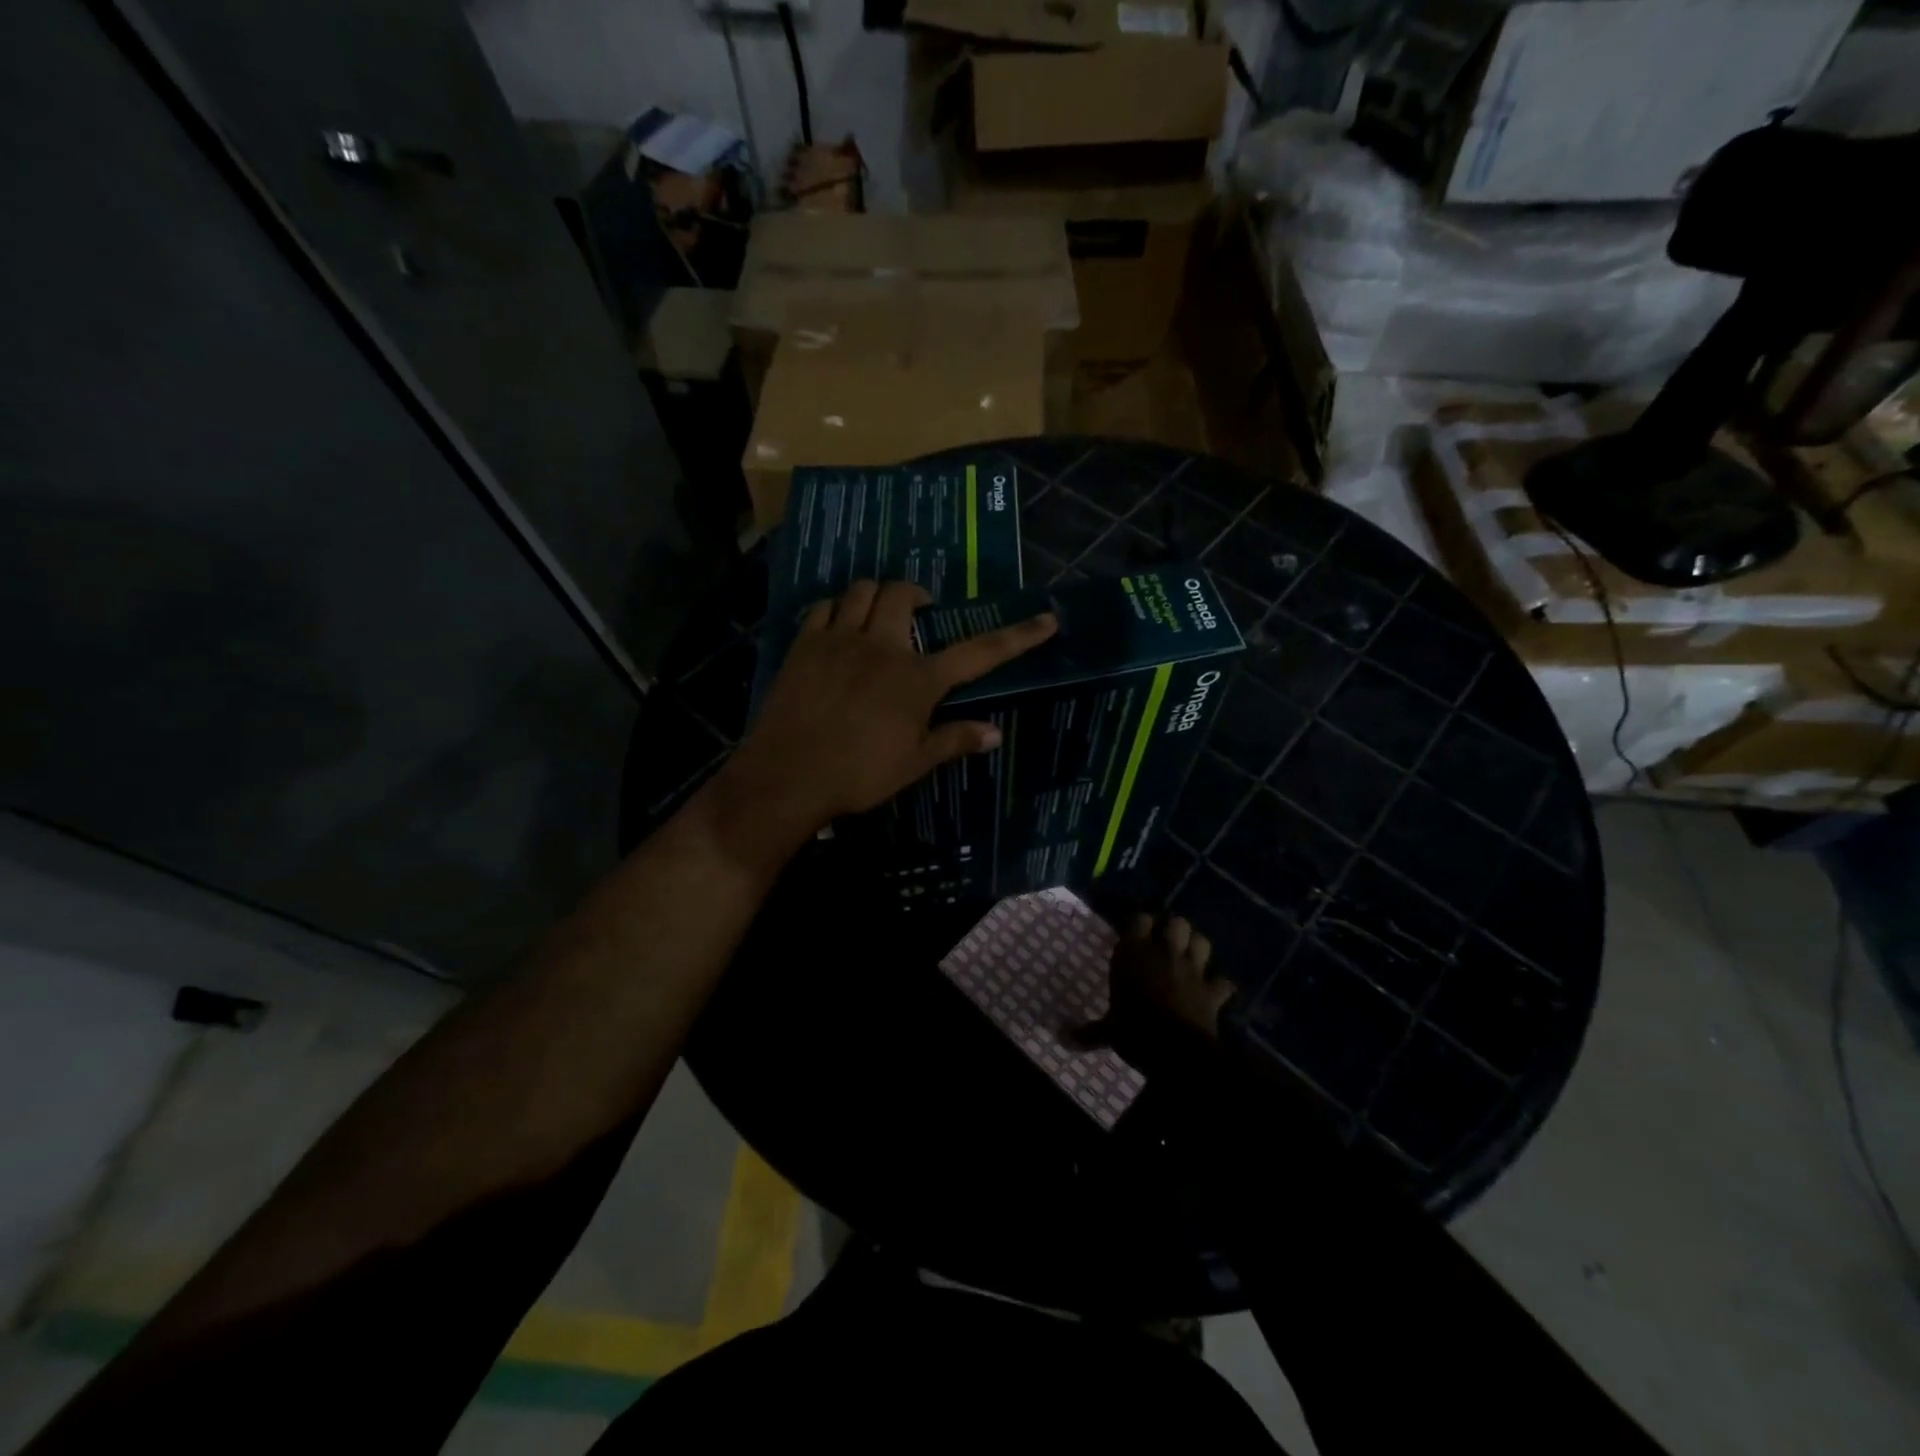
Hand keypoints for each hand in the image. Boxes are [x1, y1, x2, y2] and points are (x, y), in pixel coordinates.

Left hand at [710, 579, 1055, 861]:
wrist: (789, 774)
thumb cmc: (858, 775)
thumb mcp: (913, 763)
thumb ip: (955, 741)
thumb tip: (996, 733)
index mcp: (918, 680)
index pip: (979, 652)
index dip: (1017, 636)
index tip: (1047, 620)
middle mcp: (883, 647)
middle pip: (904, 595)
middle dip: (917, 596)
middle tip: (920, 614)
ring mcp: (840, 639)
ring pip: (862, 589)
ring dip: (876, 595)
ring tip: (878, 616)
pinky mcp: (805, 643)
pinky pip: (824, 606)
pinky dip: (837, 608)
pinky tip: (838, 627)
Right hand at [1080, 914, 1232, 1074]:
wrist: (1175, 1051)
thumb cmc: (1134, 1032)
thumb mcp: (1108, 1032)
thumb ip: (1088, 1032)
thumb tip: (1060, 1038)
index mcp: (1133, 954)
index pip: (1140, 919)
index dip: (1142, 923)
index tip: (1138, 930)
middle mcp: (1164, 954)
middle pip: (1177, 923)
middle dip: (1175, 929)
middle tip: (1167, 942)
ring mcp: (1192, 970)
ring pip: (1203, 941)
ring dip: (1198, 947)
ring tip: (1191, 956)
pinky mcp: (1212, 991)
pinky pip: (1224, 982)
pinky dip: (1221, 985)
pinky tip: (1216, 990)